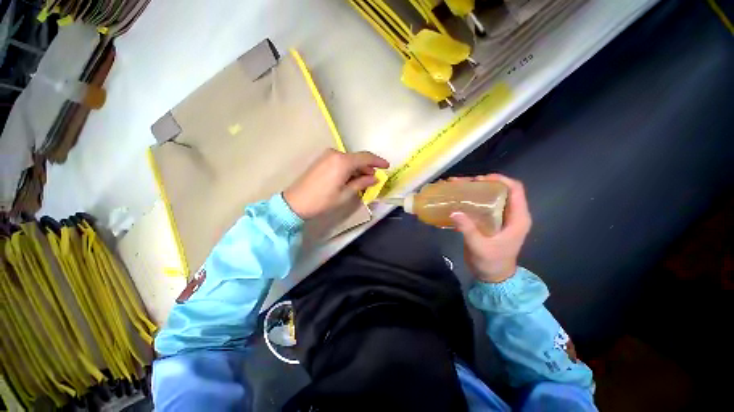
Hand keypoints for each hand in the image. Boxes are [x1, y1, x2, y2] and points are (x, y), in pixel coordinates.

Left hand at [284, 149, 389, 219]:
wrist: (295, 202)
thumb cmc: (323, 200)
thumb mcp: (345, 194)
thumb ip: (362, 183)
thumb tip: (374, 178)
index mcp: (343, 161)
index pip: (366, 157)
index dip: (378, 161)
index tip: (387, 166)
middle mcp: (335, 154)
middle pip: (357, 158)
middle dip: (368, 167)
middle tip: (375, 179)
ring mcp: (327, 155)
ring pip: (349, 160)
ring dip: (358, 169)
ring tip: (364, 181)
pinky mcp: (322, 160)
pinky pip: (340, 161)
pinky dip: (349, 168)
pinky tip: (351, 178)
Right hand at [450, 174, 531, 282]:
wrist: (492, 277)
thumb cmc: (492, 263)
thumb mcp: (480, 247)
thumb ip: (468, 229)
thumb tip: (454, 212)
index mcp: (517, 218)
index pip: (515, 190)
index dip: (500, 180)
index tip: (480, 179)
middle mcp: (511, 214)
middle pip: (500, 190)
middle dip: (481, 183)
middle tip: (463, 183)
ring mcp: (500, 217)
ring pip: (489, 197)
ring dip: (474, 190)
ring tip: (456, 187)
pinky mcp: (490, 221)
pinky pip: (481, 205)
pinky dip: (470, 200)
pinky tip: (457, 199)